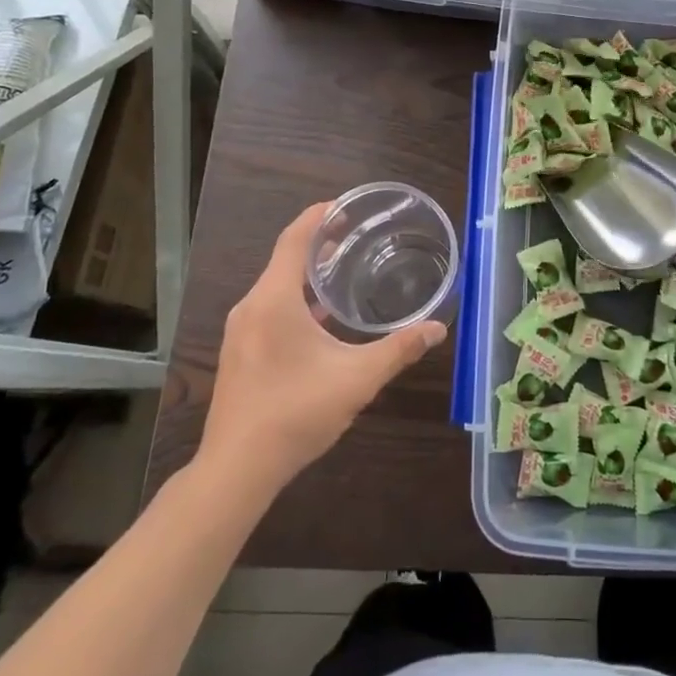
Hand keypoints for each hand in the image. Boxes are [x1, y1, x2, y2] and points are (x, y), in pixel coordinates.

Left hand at [198, 201, 446, 492]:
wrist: (237, 470)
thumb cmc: (296, 413)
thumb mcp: (357, 378)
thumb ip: (399, 350)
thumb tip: (438, 329)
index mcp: (274, 300)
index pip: (294, 239)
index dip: (318, 216)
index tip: (344, 206)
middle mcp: (251, 307)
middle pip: (284, 260)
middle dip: (318, 244)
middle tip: (354, 238)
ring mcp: (240, 332)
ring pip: (275, 287)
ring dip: (307, 275)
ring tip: (343, 273)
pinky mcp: (239, 353)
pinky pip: (268, 309)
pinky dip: (295, 301)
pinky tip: (321, 320)